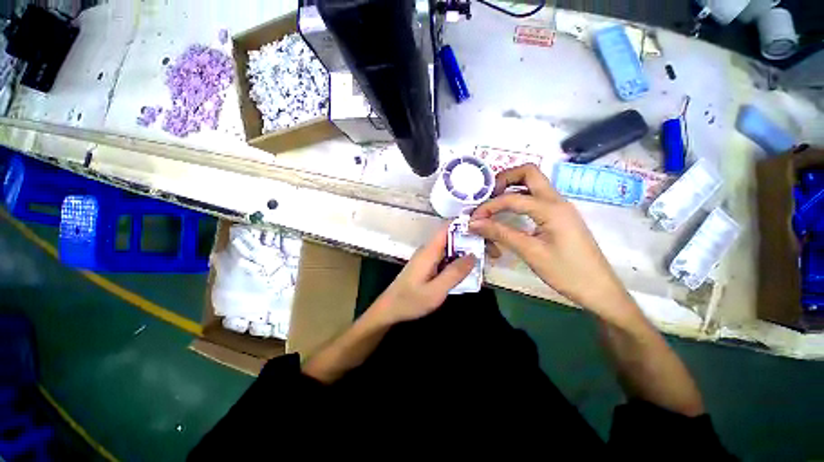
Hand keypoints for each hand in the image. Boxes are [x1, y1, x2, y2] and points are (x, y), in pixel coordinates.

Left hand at [371, 225, 475, 324]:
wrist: (390, 309)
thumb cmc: (411, 301)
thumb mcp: (436, 291)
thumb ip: (454, 273)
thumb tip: (473, 255)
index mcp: (429, 251)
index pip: (447, 227)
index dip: (465, 224)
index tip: (484, 230)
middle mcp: (428, 250)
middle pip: (451, 237)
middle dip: (470, 241)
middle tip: (490, 251)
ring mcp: (427, 257)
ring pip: (450, 248)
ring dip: (465, 252)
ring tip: (484, 260)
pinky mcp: (428, 265)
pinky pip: (445, 258)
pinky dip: (457, 261)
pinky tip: (468, 271)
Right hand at [469, 164, 636, 321]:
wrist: (599, 289)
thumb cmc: (566, 272)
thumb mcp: (530, 252)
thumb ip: (501, 233)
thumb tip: (474, 223)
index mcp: (551, 208)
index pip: (511, 198)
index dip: (488, 206)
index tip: (473, 219)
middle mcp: (556, 200)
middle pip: (529, 173)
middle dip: (504, 179)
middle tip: (487, 196)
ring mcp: (559, 207)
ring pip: (533, 184)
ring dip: (511, 187)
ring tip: (493, 203)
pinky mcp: (558, 216)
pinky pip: (536, 198)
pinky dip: (519, 199)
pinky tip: (508, 213)